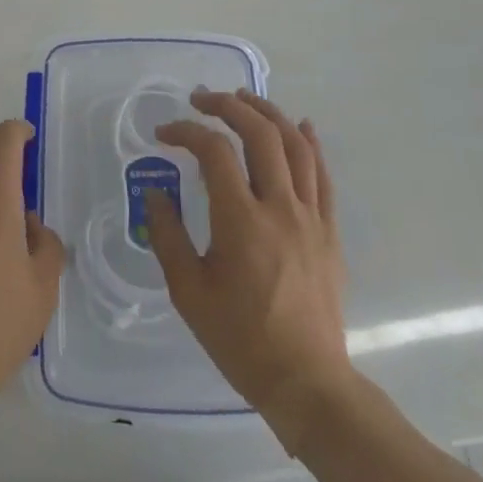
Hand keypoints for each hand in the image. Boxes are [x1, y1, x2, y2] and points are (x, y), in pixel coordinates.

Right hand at [147, 89, 356, 436]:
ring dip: (268, 113)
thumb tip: (153, 192)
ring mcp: (310, 217)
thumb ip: (167, 235)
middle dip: (228, 106)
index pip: (213, 151)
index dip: (186, 131)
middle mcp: (279, 207)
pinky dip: (310, 143)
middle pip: (259, 133)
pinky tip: (301, 126)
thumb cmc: (240, 339)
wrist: (307, 382)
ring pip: (295, 145)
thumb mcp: (188, 291)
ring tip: (244, 99)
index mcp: (241, 220)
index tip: (163, 133)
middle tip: (201, 99)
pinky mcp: (329, 231)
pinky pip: (323, 175)